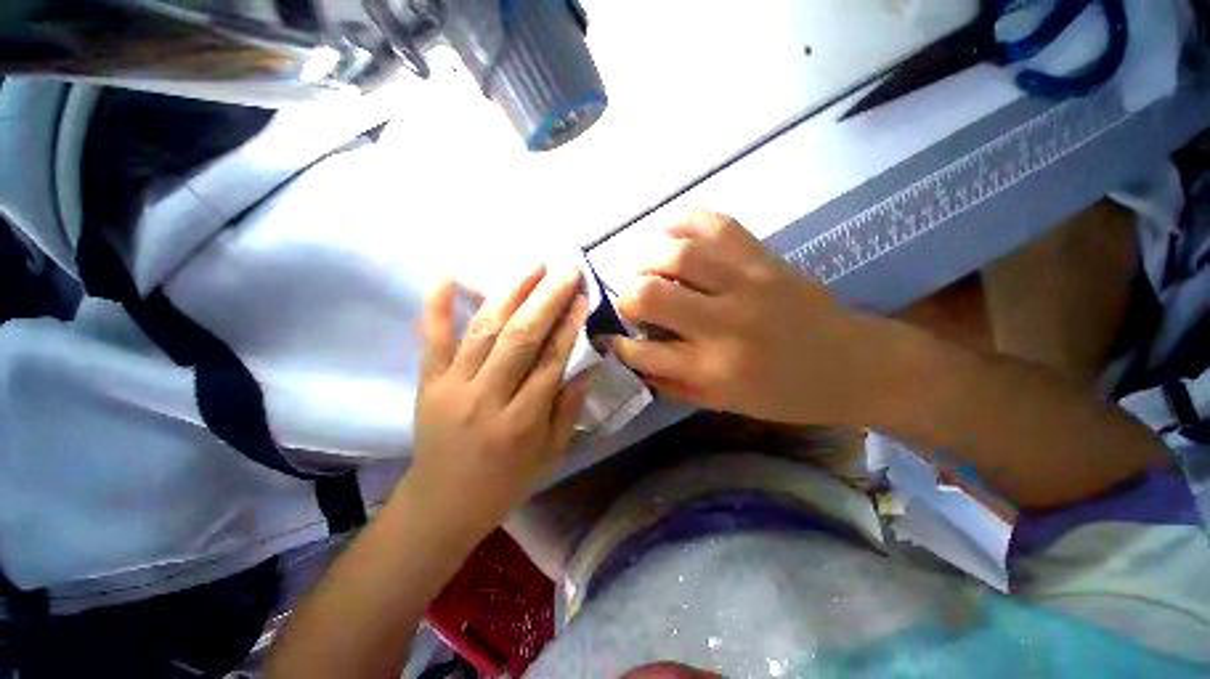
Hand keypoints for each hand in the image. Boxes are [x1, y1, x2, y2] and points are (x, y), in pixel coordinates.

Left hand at [411, 265, 592, 525]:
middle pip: (521, 337)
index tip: (582, 297)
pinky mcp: (427, 383)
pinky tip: (447, 273)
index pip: (552, 361)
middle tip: (566, 271)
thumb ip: (568, 410)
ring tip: (533, 266)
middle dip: (547, 299)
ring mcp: (452, 386)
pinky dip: (437, 305)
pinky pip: (432, 339)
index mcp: (522, 422)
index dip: (570, 325)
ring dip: (511, 292)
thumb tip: (586, 367)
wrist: (441, 505)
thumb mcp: (550, 455)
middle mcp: (488, 398)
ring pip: (485, 329)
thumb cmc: (505, 483)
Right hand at [611, 211, 881, 425]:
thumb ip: (675, 383)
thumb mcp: (726, 404)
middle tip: (629, 301)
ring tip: (644, 267)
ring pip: (680, 254)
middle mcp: (726, 324)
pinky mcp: (765, 259)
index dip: (620, 346)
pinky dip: (684, 220)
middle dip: (626, 297)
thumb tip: (635, 360)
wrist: (855, 365)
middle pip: (652, 295)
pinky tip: (669, 230)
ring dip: (647, 258)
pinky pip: (717, 224)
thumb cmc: (787, 395)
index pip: (646, 353)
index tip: (611, 340)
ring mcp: (748, 284)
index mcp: (716, 370)